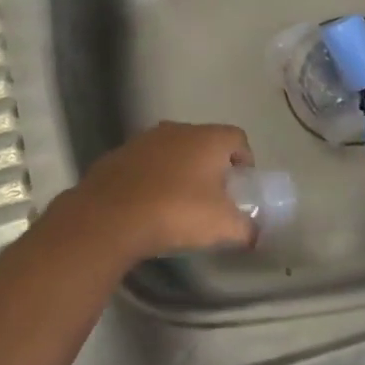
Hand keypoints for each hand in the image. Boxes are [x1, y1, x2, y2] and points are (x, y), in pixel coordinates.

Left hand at [49, 121, 256, 265]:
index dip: (245, 159)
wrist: (109, 217)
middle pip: (204, 141)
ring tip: (178, 200)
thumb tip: (254, 234)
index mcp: (207, 139)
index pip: (237, 138)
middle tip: (212, 195)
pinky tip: (147, 203)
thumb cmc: (176, 212)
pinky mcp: (117, 155)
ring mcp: (143, 140)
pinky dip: (151, 177)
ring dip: (179, 169)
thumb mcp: (221, 226)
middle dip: (211, 165)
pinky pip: (144, 163)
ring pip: (172, 150)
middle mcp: (177, 130)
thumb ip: (245, 228)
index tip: (242, 184)